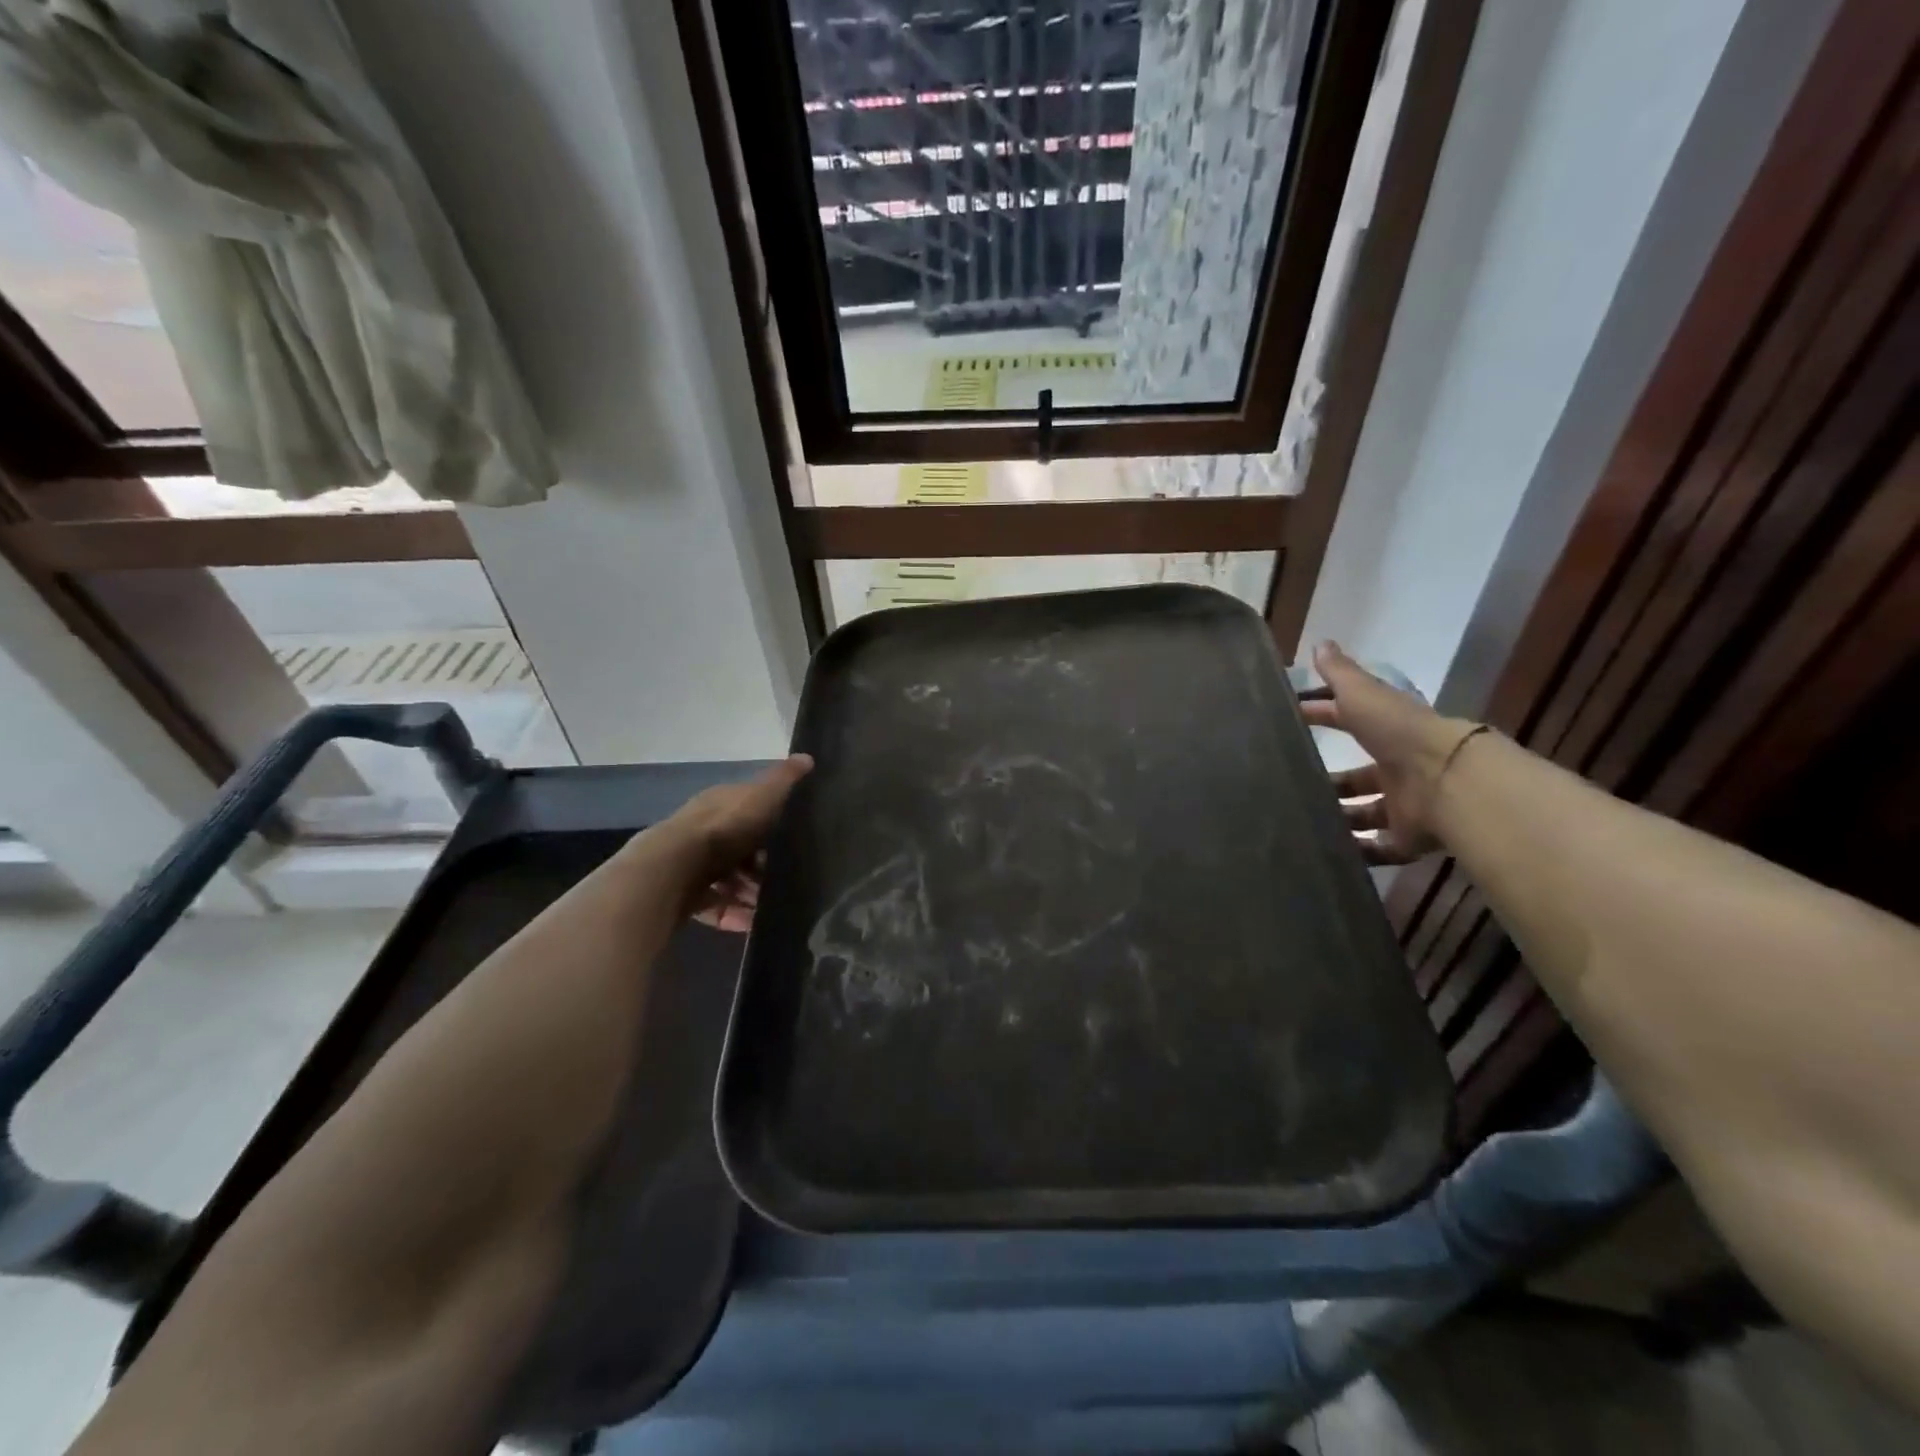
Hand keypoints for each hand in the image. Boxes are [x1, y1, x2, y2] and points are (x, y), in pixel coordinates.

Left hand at [667, 755, 812, 932]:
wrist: (674, 869)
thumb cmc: (724, 827)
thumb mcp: (762, 796)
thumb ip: (784, 780)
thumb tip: (807, 756)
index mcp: (720, 805)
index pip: (749, 811)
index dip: (771, 826)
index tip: (794, 843)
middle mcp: (704, 833)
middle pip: (740, 850)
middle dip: (764, 867)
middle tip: (788, 880)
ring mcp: (692, 866)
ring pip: (729, 881)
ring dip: (751, 894)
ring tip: (774, 907)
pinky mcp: (685, 897)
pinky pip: (716, 907)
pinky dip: (735, 916)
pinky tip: (753, 924)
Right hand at [1299, 642, 1481, 865]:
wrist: (1447, 780)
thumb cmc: (1399, 732)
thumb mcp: (1363, 695)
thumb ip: (1341, 674)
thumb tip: (1320, 643)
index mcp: (1386, 733)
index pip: (1348, 722)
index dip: (1321, 718)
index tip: (1289, 722)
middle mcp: (1397, 769)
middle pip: (1357, 778)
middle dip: (1330, 782)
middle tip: (1290, 788)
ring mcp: (1405, 806)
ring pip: (1365, 815)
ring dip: (1339, 819)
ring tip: (1302, 824)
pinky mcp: (1408, 839)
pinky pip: (1380, 849)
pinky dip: (1358, 853)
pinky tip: (1327, 853)